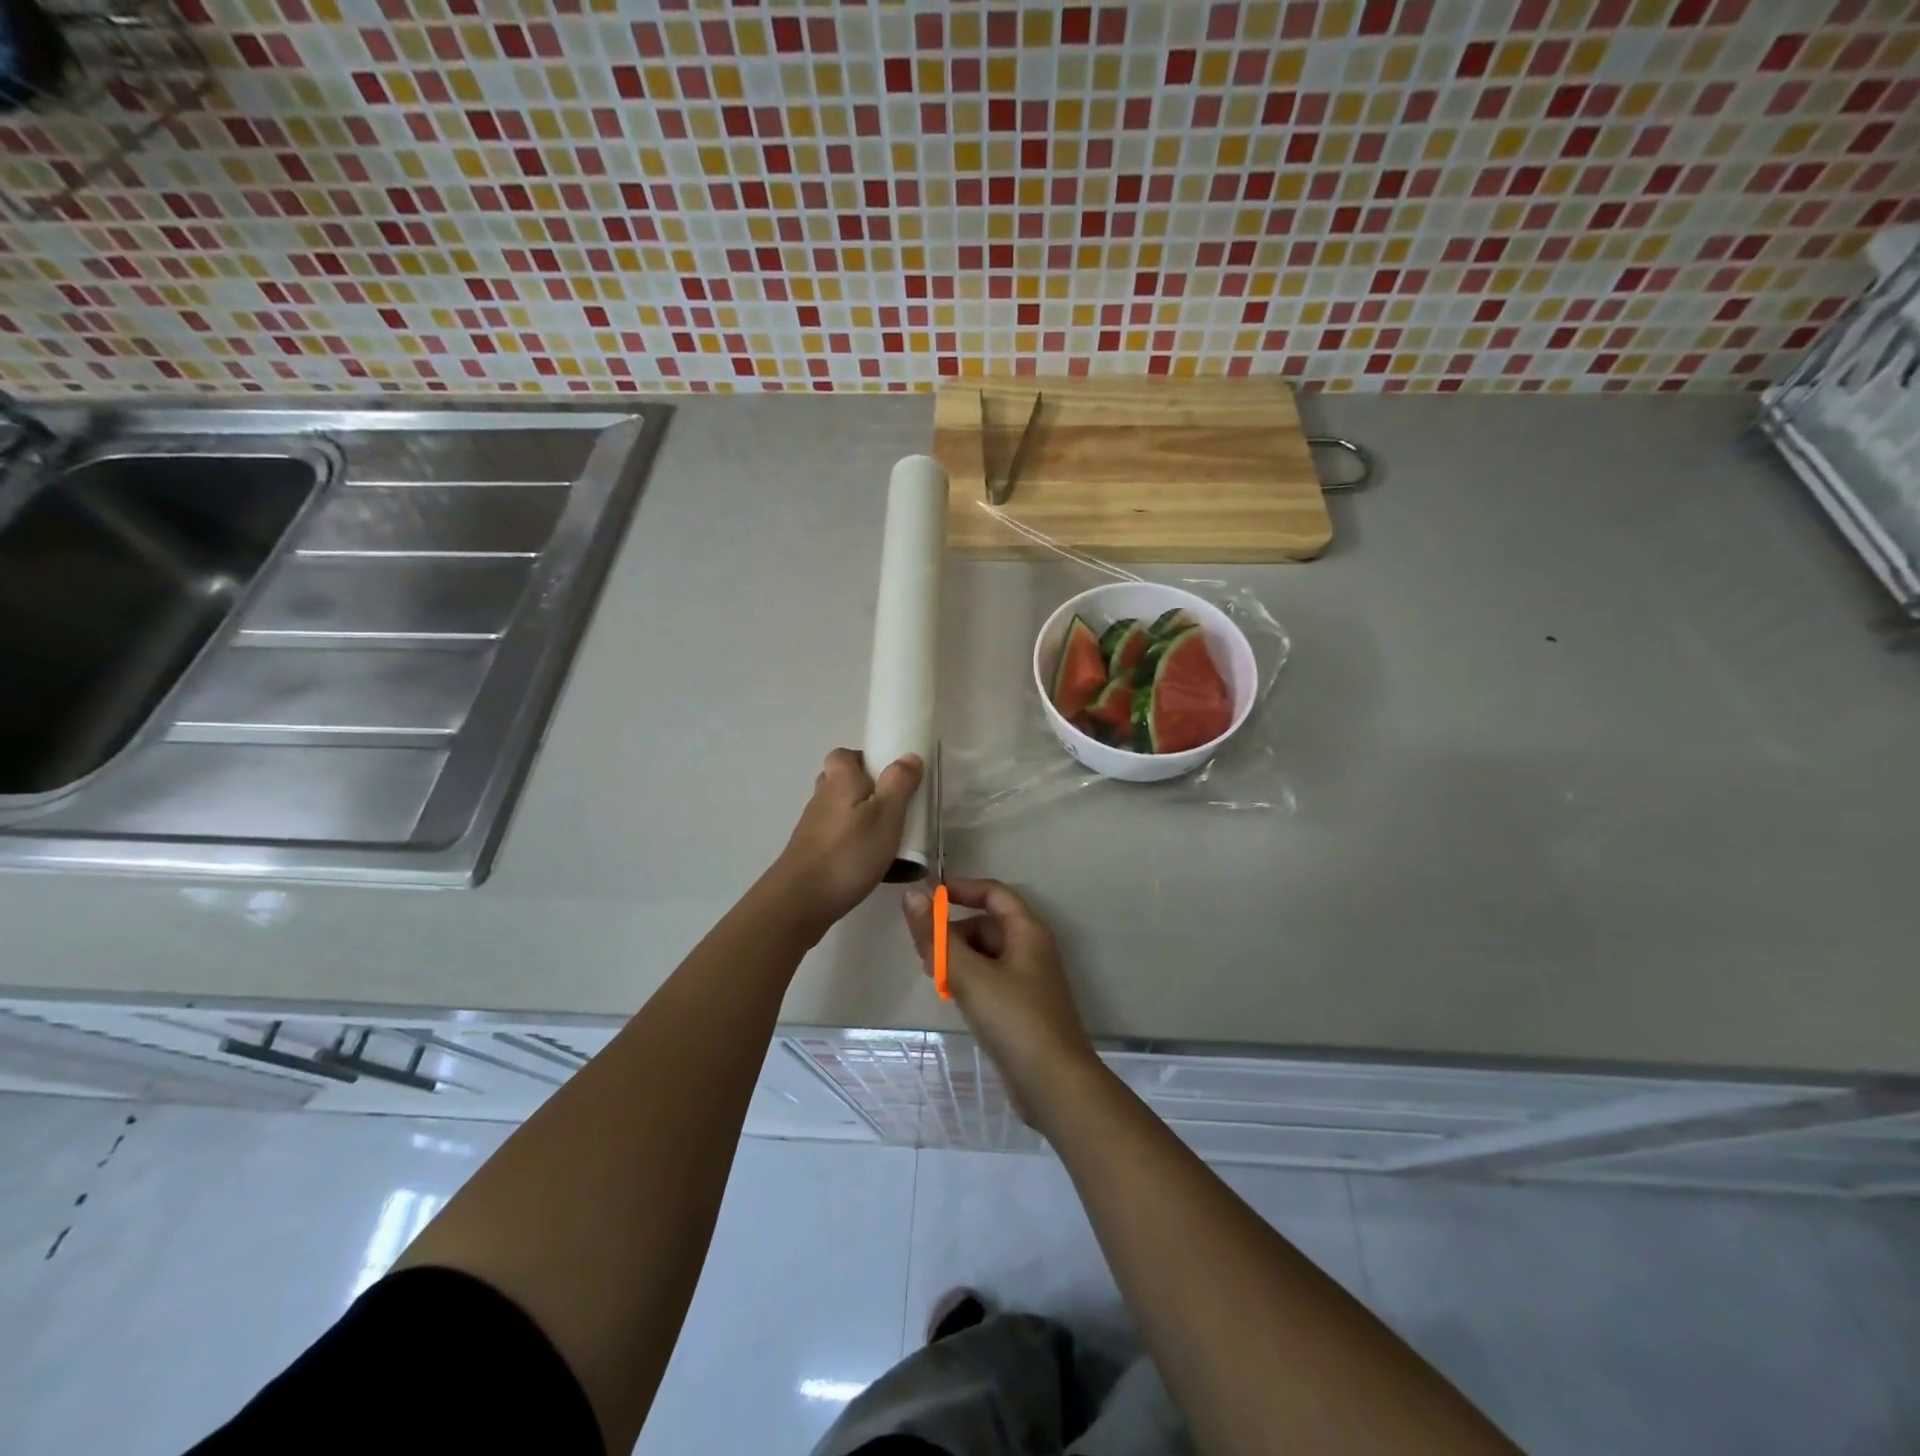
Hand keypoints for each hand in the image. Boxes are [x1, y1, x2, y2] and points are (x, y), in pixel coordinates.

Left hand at [767, 748, 922, 936]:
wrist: (801, 900)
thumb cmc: (850, 852)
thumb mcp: (887, 815)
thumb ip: (899, 783)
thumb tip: (909, 756)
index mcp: (840, 781)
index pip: (843, 755)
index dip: (863, 759)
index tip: (888, 775)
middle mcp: (822, 798)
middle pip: (840, 781)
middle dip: (864, 788)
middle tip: (891, 805)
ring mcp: (813, 827)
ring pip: (838, 810)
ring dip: (858, 817)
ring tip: (885, 836)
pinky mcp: (810, 852)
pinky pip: (835, 836)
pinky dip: (851, 841)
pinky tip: (868, 861)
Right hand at [903, 877, 1099, 1122]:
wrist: (1054, 1085)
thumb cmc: (1014, 1019)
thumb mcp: (970, 974)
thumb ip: (937, 936)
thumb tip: (912, 895)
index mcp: (1027, 932)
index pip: (993, 893)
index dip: (961, 890)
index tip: (927, 899)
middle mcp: (1031, 949)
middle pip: (986, 924)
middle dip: (953, 931)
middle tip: (923, 953)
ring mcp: (1028, 981)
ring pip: (986, 954)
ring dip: (958, 957)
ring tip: (933, 976)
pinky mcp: (1021, 1008)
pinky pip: (989, 979)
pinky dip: (968, 980)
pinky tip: (951, 997)